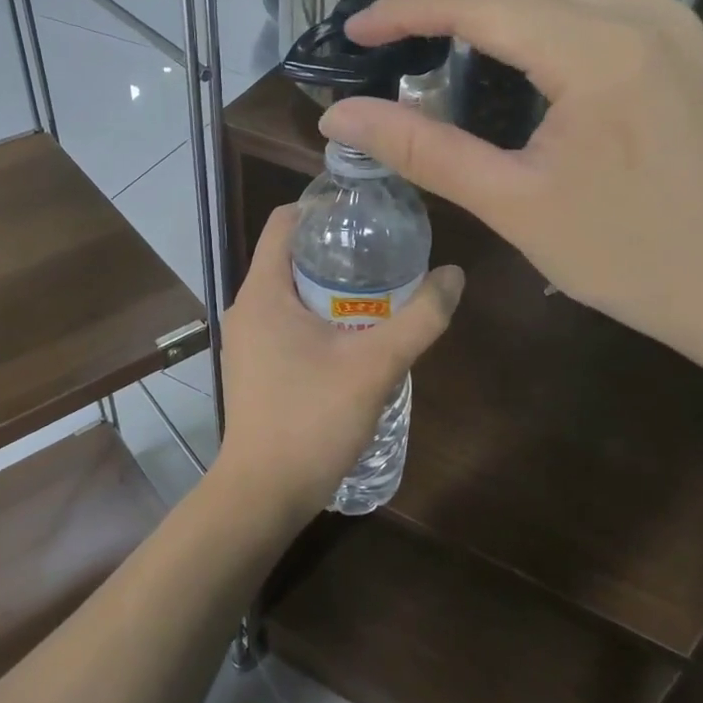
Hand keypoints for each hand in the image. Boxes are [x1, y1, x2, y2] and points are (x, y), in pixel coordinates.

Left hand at [213, 205, 463, 528]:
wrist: (264, 495)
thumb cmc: (311, 420)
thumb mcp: (375, 366)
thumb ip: (420, 319)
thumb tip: (455, 275)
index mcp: (263, 291)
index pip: (285, 221)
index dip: (324, 207)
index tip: (368, 210)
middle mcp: (247, 307)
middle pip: (291, 254)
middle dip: (338, 248)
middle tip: (387, 248)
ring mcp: (248, 339)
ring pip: (291, 291)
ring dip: (332, 285)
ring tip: (381, 288)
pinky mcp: (256, 366)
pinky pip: (288, 321)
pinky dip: (320, 315)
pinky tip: (357, 334)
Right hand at [319, 0, 702, 381]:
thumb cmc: (634, 258)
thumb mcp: (514, 206)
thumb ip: (423, 151)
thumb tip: (340, 118)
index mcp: (597, 51)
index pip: (479, 0)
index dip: (405, 8)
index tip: (353, 32)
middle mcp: (636, 11)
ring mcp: (665, 19)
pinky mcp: (675, 40)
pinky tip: (493, 23)